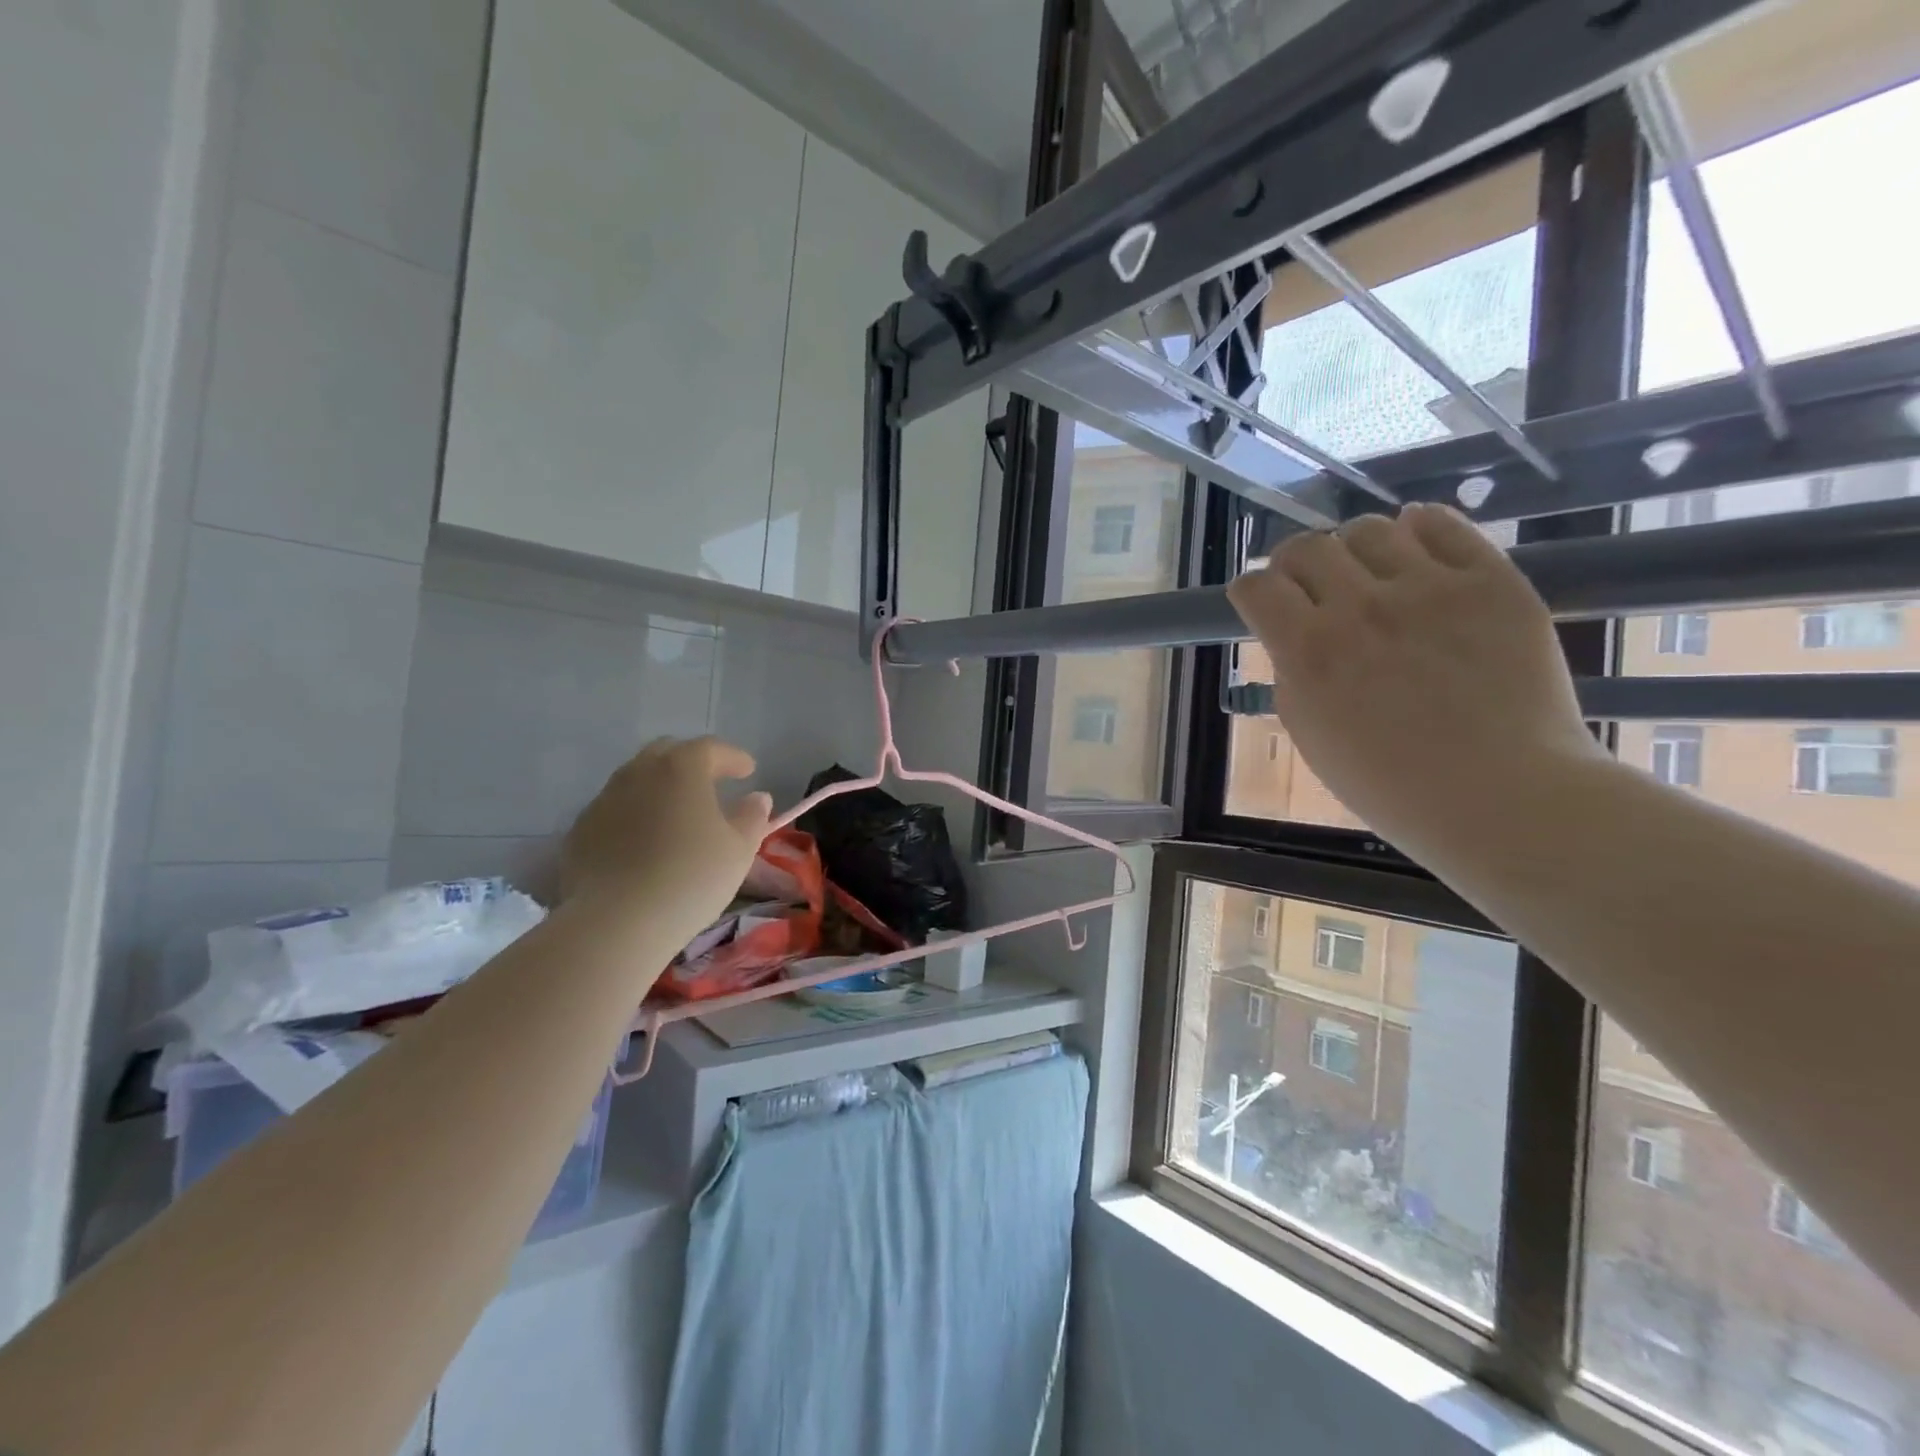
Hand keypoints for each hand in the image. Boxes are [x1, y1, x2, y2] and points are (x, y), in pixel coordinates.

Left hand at [561, 737, 772, 940]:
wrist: (616, 923)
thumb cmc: (691, 879)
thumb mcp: (739, 850)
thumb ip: (752, 817)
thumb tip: (757, 798)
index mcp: (681, 769)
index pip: (711, 748)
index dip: (733, 757)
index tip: (749, 771)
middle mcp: (638, 773)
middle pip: (667, 753)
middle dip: (691, 762)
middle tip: (711, 783)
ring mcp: (604, 800)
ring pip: (636, 779)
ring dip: (660, 787)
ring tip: (676, 813)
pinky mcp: (580, 830)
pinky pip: (615, 809)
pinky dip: (634, 813)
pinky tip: (644, 841)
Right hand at [1226, 504, 1605, 859]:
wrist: (1502, 796)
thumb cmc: (1391, 785)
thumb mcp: (1311, 733)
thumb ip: (1293, 674)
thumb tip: (1296, 635)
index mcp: (1309, 652)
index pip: (1257, 587)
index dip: (1252, 591)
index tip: (1261, 601)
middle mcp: (1360, 608)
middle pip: (1306, 547)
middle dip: (1296, 566)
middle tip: (1311, 588)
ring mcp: (1429, 588)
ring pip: (1369, 530)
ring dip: (1355, 550)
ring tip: (1370, 576)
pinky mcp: (1490, 580)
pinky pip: (1442, 525)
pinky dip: (1418, 531)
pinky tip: (1415, 555)